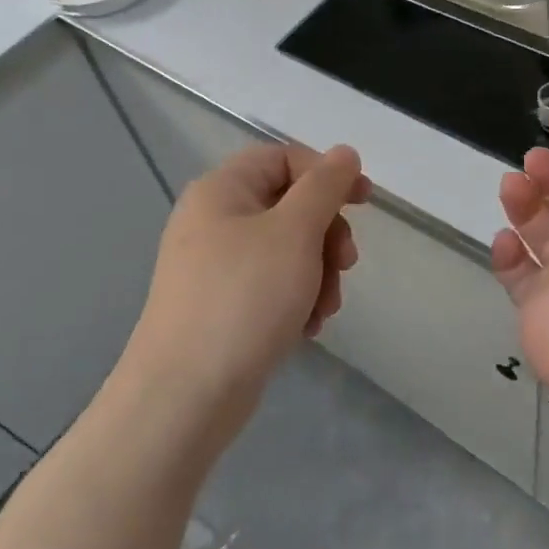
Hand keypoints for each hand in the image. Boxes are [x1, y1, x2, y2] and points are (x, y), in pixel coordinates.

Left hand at [128, 142, 368, 413]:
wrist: (185, 394)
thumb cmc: (243, 298)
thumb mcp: (294, 232)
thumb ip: (324, 187)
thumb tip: (345, 153)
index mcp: (222, 190)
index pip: (283, 158)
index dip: (327, 174)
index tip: (364, 202)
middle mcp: (213, 221)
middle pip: (288, 205)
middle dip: (326, 234)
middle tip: (345, 265)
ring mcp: (215, 266)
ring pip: (286, 250)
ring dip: (318, 273)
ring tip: (324, 309)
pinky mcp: (221, 305)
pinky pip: (271, 286)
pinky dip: (296, 299)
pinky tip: (306, 328)